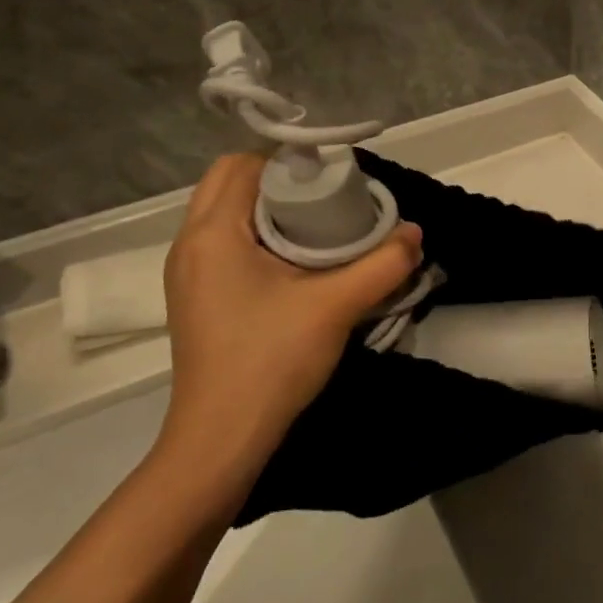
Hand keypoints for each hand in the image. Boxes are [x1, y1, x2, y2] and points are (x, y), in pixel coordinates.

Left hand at [160, 154, 421, 459]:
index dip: (290, 161)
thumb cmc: (270, 361)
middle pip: (231, 182)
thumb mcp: (336, 307)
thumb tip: (414, 233)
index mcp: (213, 232)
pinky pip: (224, 241)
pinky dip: (256, 235)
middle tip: (326, 200)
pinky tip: (294, 262)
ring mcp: (187, 272)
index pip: (245, 164)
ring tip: (316, 227)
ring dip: (268, 208)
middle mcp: (190, 243)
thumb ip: (383, 264)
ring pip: (227, 213)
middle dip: (279, 180)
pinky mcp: (194, 297)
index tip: (332, 178)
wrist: (221, 440)